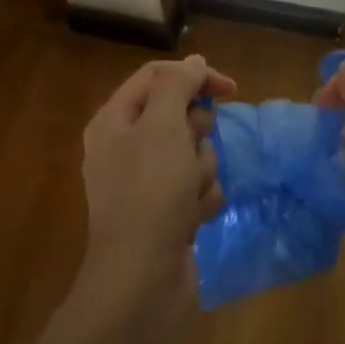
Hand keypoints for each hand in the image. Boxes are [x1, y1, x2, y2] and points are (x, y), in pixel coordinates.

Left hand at [71, 55, 236, 342]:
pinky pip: (197, 187)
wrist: (141, 281)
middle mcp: (126, 146)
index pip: (157, 76)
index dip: (194, 76)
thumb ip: (177, 85)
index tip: (230, 89)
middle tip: (188, 153)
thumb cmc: (150, 193)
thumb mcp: (162, 126)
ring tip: (189, 195)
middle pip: (179, 115)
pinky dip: (201, 199)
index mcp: (114, 120)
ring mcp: (146, 182)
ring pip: (194, 152)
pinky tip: (193, 219)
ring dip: (201, 170)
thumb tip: (192, 62)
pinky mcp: (166, 211)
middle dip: (196, 134)